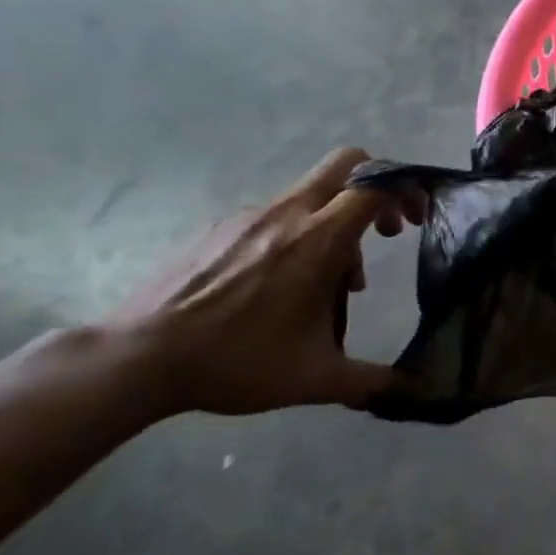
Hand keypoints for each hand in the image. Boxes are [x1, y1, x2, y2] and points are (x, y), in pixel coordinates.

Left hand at [100, 148, 414, 415]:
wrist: (137, 359)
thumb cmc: (237, 361)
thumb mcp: (315, 378)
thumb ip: (372, 379)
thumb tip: (412, 390)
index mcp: (318, 239)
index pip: (376, 185)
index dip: (407, 191)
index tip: (418, 220)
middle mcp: (287, 214)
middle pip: (346, 164)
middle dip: (376, 187)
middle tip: (385, 230)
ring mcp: (248, 217)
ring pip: (312, 196)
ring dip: (335, 225)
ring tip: (328, 284)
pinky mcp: (218, 228)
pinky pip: (275, 216)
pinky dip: (296, 236)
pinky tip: (279, 285)